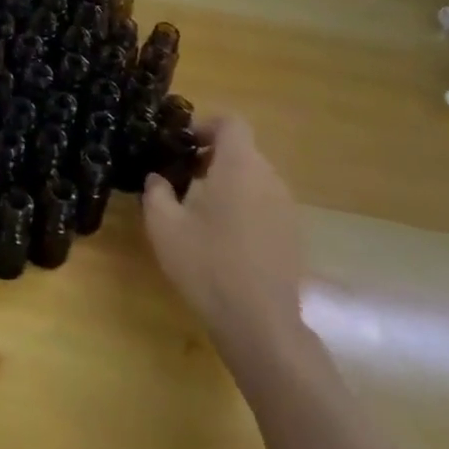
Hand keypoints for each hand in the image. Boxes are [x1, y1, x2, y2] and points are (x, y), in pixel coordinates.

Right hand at [144, 117, 305, 369]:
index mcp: (239, 167)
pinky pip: (264, 203)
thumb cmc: (207, 266)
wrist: (260, 325)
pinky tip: (222, 238)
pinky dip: (243, 206)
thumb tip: (159, 178)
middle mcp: (269, 179)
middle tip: (182, 178)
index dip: (205, 125)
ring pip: (253, 178)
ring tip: (198, 209)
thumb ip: (156, 191)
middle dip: (211, 157)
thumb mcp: (164, 226)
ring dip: (227, 182)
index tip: (181, 145)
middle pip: (242, 150)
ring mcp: (285, 208)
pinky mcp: (292, 235)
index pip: (231, 123)